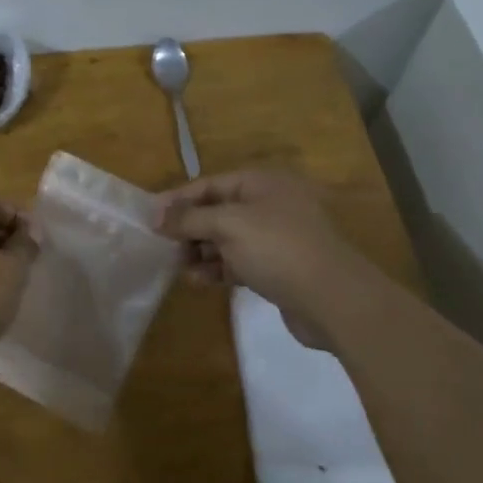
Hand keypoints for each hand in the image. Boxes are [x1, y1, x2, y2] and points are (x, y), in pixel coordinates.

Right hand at [155, 169, 362, 348]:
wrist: (334, 300)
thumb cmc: (278, 249)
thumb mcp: (229, 225)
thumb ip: (190, 218)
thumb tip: (156, 216)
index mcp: (263, 183)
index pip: (209, 184)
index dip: (178, 200)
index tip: (149, 219)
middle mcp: (270, 204)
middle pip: (217, 211)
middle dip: (189, 228)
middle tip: (162, 247)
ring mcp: (276, 237)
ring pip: (226, 239)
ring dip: (200, 251)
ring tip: (179, 268)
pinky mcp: (278, 267)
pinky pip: (238, 261)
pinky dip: (218, 268)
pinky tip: (200, 281)